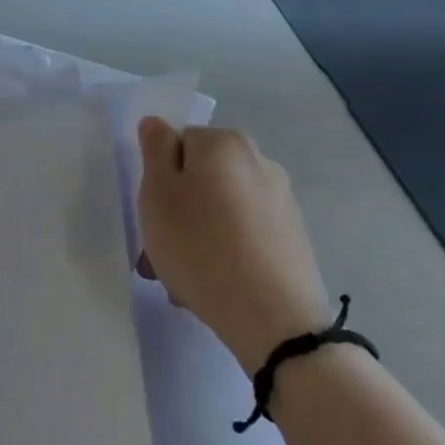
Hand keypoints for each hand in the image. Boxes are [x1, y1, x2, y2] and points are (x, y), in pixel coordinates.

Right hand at [135, 120, 329, 371]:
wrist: (275, 321)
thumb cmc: (201, 247)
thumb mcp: (158, 193)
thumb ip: (154, 149)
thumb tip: (158, 124)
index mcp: (225, 142)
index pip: (177, 143)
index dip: (159, 177)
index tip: (152, 215)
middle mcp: (259, 161)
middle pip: (200, 177)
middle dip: (177, 210)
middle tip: (160, 250)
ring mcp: (281, 201)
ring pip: (219, 209)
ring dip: (197, 234)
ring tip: (184, 277)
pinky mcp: (293, 238)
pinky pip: (243, 234)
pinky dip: (225, 250)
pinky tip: (214, 283)